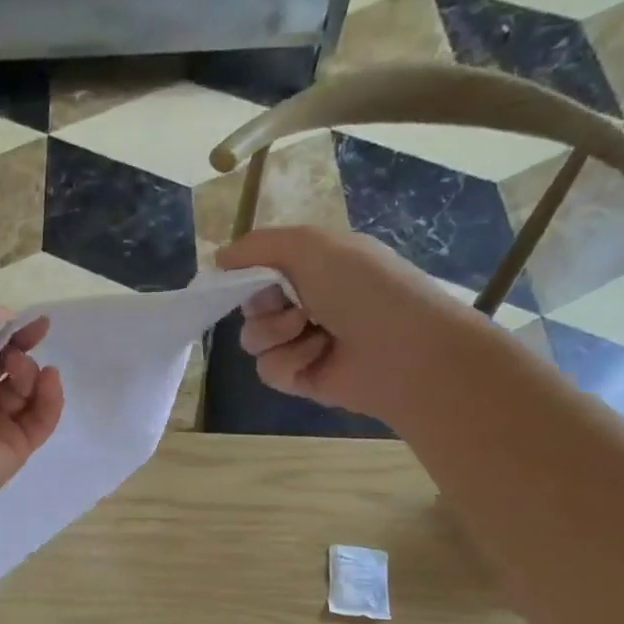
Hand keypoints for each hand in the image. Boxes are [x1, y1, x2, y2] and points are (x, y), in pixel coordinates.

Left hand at [0, 306, 64, 505]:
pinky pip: (40, 420)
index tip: (34, 322)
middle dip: (17, 350)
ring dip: (28, 371)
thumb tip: (10, 323)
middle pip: (3, 367)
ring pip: (22, 391)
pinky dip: (50, 397)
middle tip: (21, 347)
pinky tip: (49, 379)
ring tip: (19, 370)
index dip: (5, 331)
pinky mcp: (13, 449)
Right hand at [216, 226, 478, 418]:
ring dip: (276, 332)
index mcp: (314, 266)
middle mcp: (306, 301)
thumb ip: (257, 246)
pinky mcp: (301, 377)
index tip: (244, 277)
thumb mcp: (310, 245)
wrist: (404, 348)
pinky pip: (268, 370)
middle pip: (249, 305)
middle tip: (291, 303)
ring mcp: (303, 341)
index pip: (258, 269)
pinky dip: (289, 360)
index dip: (247, 274)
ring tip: (311, 330)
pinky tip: (319, 355)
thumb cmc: (363, 286)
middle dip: (262, 304)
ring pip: (252, 339)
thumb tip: (218, 259)